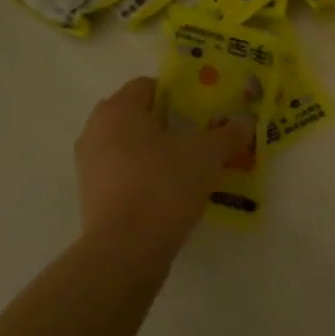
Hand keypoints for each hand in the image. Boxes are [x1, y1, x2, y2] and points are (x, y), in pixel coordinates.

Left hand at [75, 77, 251, 265]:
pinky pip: (124, 174)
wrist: (126, 249)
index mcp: (118, 110)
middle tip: (200, 137)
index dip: (179, 94)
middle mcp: (95, 131)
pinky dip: (146, 176)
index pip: (148, 86)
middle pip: (138, 116)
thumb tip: (245, 124)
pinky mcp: (92, 197)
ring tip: (190, 167)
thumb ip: (227, 134)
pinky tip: (172, 192)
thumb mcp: (207, 154)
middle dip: (169, 124)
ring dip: (157, 152)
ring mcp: (89, 166)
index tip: (203, 111)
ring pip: (130, 147)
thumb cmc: (164, 184)